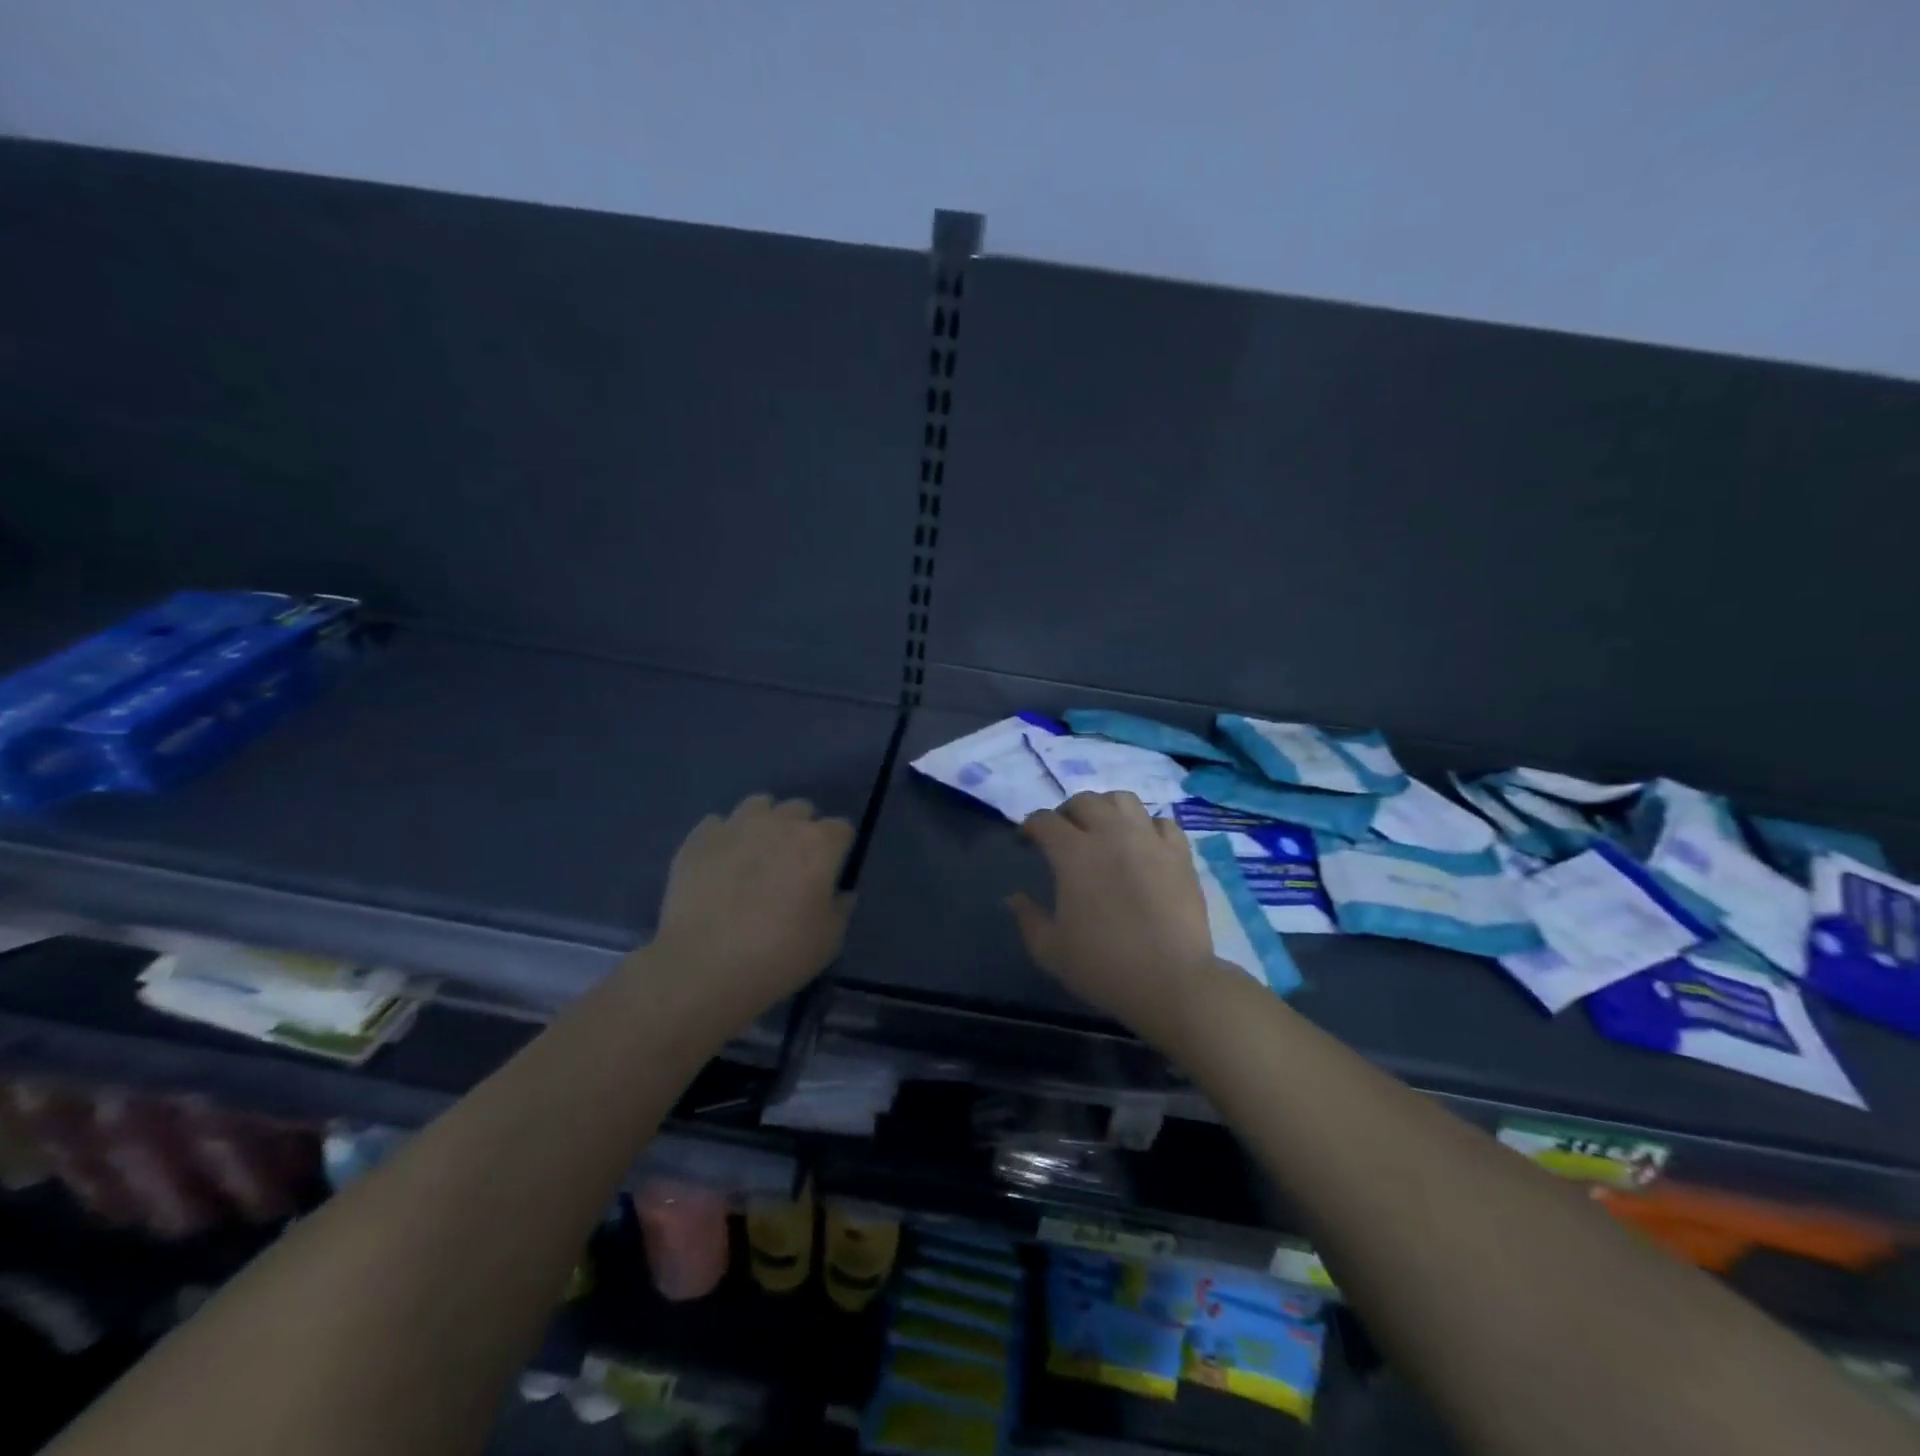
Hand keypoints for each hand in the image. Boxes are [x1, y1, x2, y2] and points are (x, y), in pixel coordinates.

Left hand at [649, 795, 855, 1017]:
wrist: (704, 964)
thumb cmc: (780, 953)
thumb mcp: (829, 940)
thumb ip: (840, 908)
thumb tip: (840, 893)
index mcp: (819, 844)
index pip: (842, 828)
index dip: (839, 848)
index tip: (831, 872)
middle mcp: (780, 823)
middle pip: (800, 809)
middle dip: (802, 829)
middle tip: (793, 863)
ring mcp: (736, 826)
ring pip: (758, 805)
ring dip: (764, 822)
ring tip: (755, 853)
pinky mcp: (699, 839)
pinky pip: (717, 824)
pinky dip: (724, 838)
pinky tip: (719, 864)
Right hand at [1007, 792, 1217, 1037]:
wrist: (1170, 981)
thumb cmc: (1103, 966)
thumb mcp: (1050, 950)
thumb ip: (1028, 918)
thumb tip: (1014, 898)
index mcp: (1073, 853)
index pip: (1044, 821)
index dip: (1030, 827)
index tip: (1025, 842)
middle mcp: (1110, 834)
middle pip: (1084, 801)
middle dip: (1066, 812)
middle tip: (1063, 834)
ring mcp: (1149, 840)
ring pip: (1124, 800)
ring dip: (1106, 808)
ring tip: (1103, 829)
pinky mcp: (1180, 854)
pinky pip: (1162, 822)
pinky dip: (1147, 826)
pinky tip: (1143, 844)